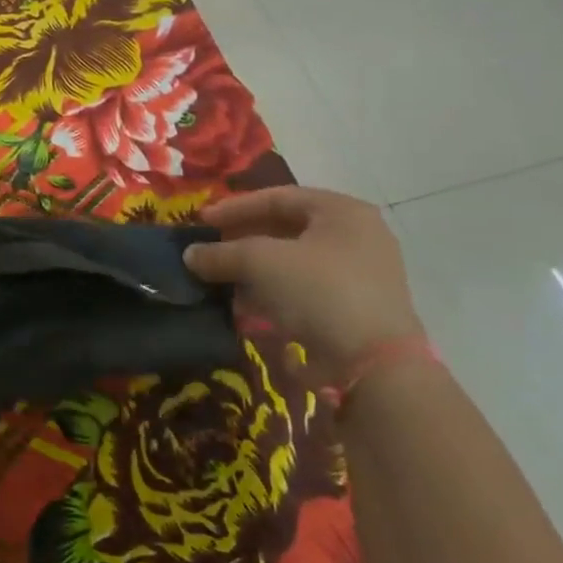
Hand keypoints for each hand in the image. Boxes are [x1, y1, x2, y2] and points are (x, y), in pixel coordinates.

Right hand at [182, 187, 425, 376]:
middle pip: (287, 229)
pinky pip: (304, 289)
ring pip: (293, 261)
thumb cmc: (318, 292)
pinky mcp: (354, 308)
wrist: (372, 365)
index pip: (278, 197)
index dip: (235, 207)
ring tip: (222, 280)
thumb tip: (190, 255)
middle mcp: (357, 237)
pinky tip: (245, 307)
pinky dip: (273, 293)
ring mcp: (360, 274)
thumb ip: (221, 253)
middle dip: (243, 239)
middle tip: (211, 249)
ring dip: (254, 269)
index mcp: (342, 212)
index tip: (202, 221)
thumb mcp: (260, 262)